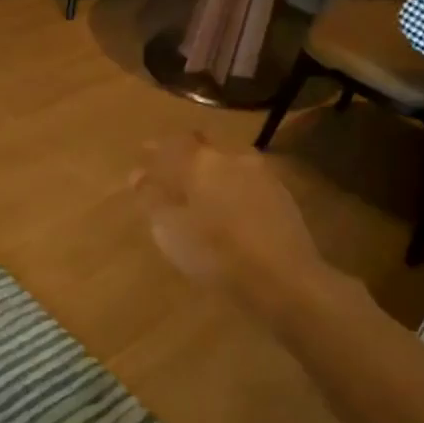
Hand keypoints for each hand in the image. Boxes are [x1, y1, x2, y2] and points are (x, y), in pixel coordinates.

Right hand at [132, 133, 356, 313]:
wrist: (284, 279)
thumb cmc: (216, 253)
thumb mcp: (169, 230)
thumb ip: (152, 198)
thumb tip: (139, 176)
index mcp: (199, 162)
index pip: (170, 143)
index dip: (154, 150)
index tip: (142, 157)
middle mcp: (231, 157)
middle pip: (202, 146)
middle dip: (184, 154)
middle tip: (171, 172)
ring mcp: (260, 173)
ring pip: (227, 161)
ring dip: (211, 170)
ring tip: (201, 191)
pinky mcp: (280, 194)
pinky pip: (246, 180)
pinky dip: (232, 186)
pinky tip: (229, 205)